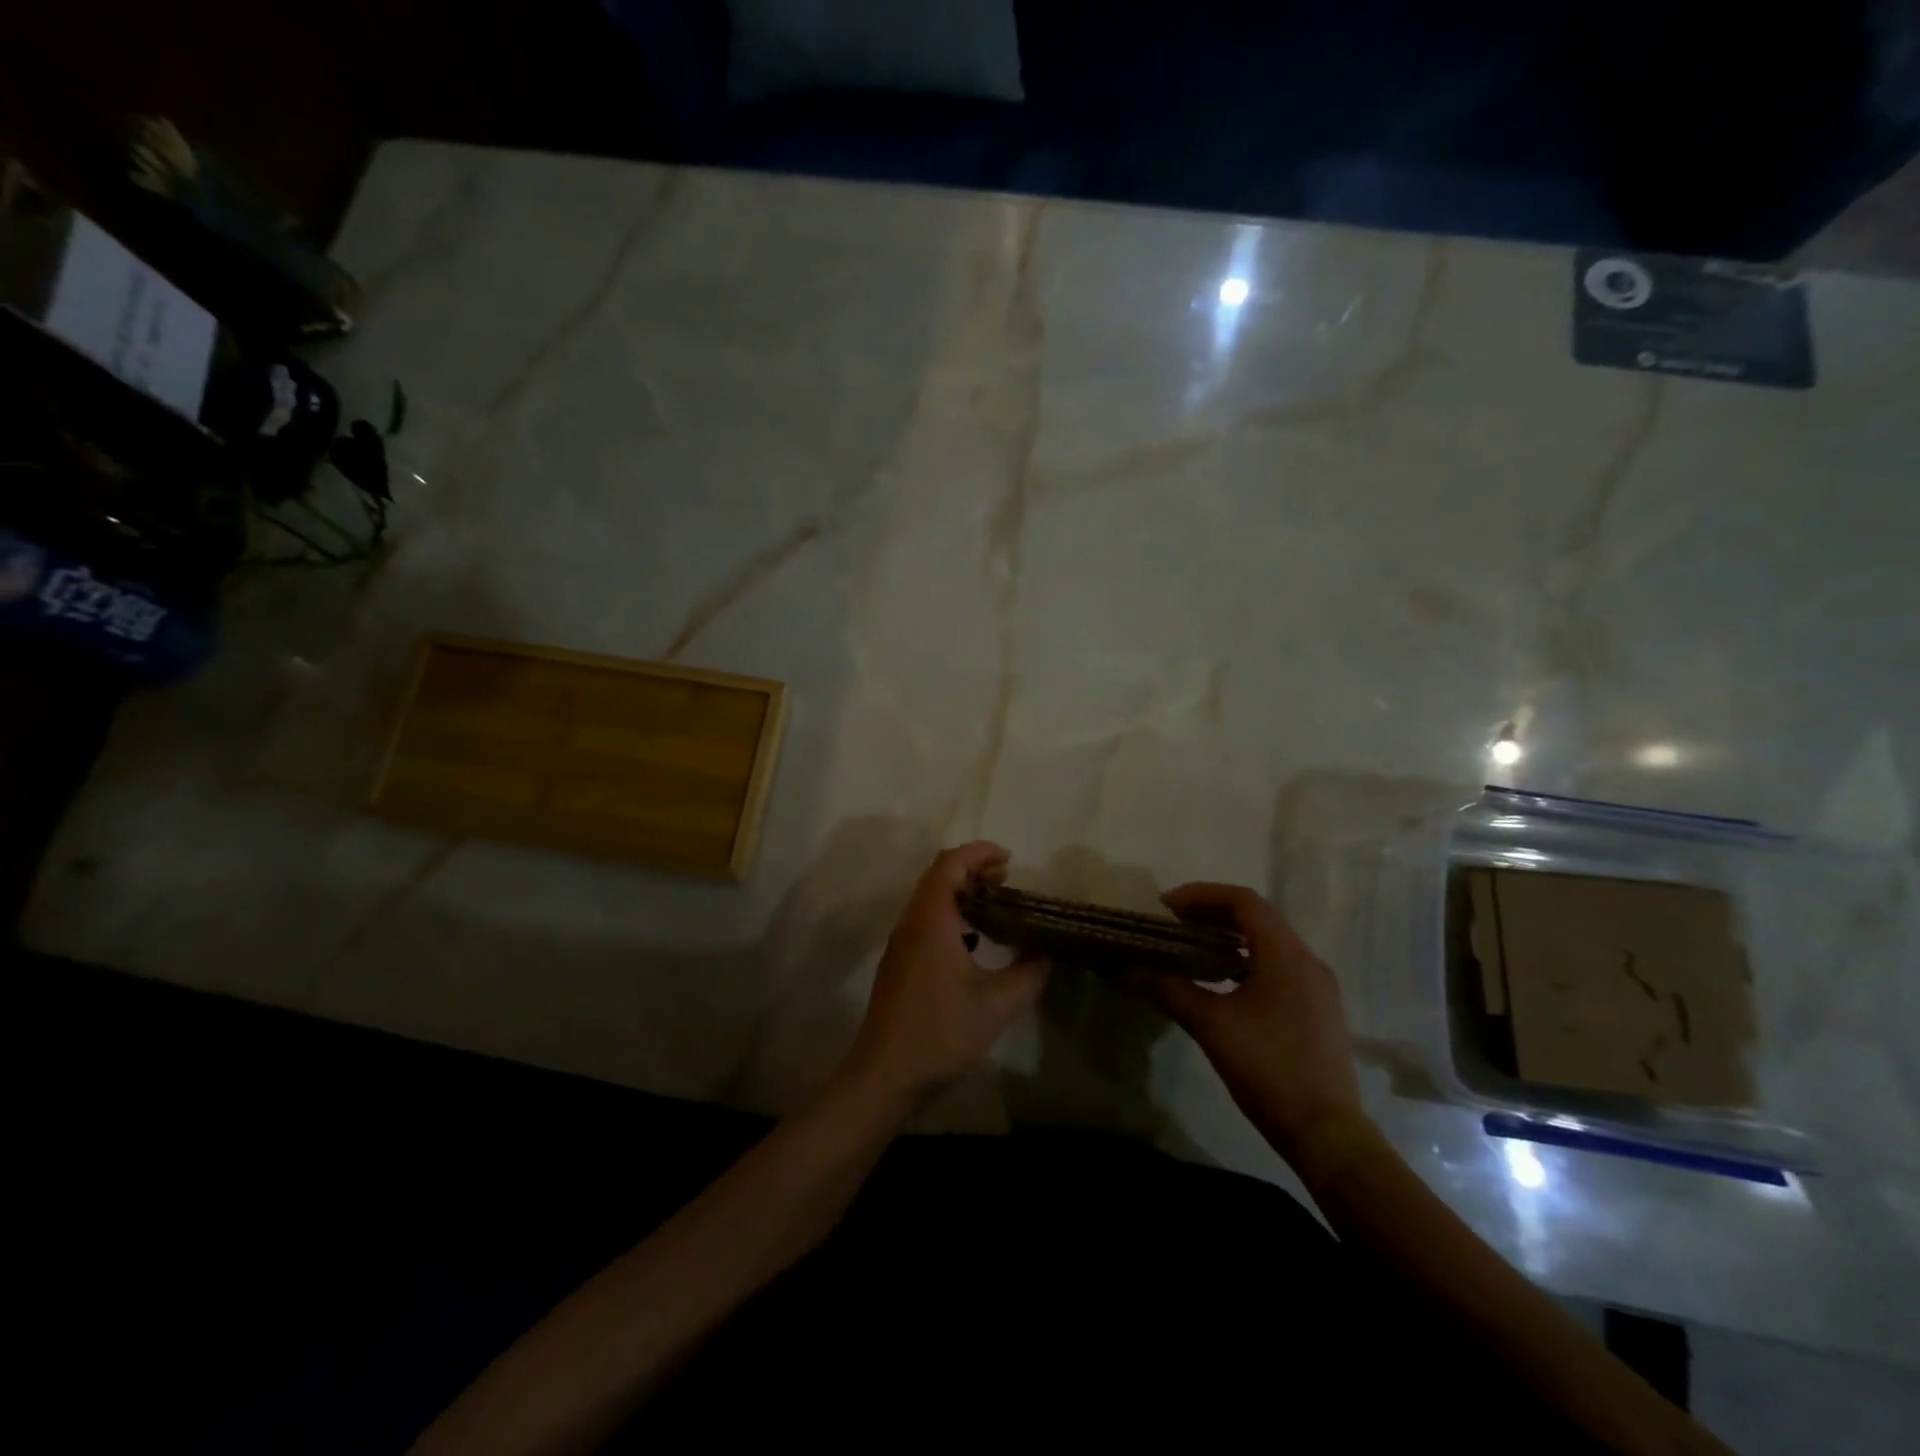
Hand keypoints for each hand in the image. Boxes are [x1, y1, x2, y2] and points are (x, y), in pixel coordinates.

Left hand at [836, 842, 1047, 1108]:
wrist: (884, 1075)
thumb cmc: (940, 1033)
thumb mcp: (996, 1006)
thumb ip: (1028, 974)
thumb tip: (1046, 954)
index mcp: (931, 921)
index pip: (950, 864)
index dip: (979, 853)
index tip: (1009, 859)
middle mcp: (911, 923)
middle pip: (937, 876)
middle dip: (972, 868)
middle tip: (1007, 879)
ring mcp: (901, 944)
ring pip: (929, 899)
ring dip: (960, 892)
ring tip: (995, 905)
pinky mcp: (898, 964)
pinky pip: (924, 921)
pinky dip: (950, 915)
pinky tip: (973, 941)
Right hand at [1147, 883, 1367, 1167]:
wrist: (1325, 1132)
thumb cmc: (1267, 1068)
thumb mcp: (1211, 1026)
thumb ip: (1171, 990)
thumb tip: (1134, 970)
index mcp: (1285, 955)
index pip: (1243, 902)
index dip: (1201, 895)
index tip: (1166, 906)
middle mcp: (1308, 960)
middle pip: (1258, 916)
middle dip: (1213, 911)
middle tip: (1174, 921)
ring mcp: (1318, 985)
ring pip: (1271, 940)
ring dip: (1231, 935)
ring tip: (1193, 944)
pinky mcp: (1319, 1007)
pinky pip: (1280, 964)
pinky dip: (1248, 957)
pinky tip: (1224, 978)